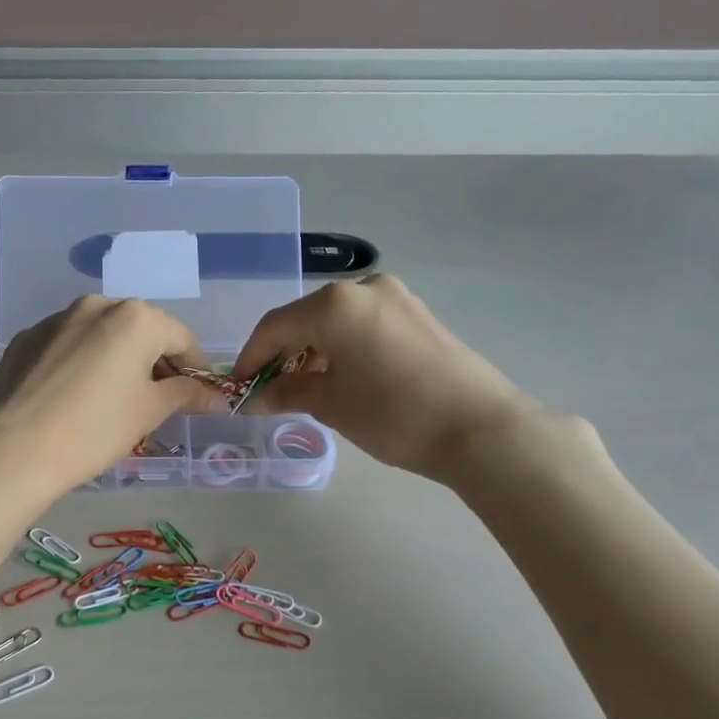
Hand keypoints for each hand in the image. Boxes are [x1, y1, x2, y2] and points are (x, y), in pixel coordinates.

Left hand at [0, 296, 221, 501]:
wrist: (13, 448)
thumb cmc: (94, 429)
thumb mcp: (148, 412)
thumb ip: (185, 395)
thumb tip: (215, 396)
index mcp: (134, 317)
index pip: (181, 337)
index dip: (195, 367)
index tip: (197, 394)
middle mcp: (95, 305)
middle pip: (140, 330)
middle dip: (153, 360)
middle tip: (156, 398)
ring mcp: (55, 320)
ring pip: (100, 335)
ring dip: (115, 358)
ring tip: (112, 397)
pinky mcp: (25, 339)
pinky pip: (67, 346)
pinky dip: (80, 363)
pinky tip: (73, 397)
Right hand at [234, 274, 542, 486]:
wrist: (479, 428)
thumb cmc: (393, 415)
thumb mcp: (331, 405)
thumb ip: (287, 392)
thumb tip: (254, 397)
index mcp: (334, 305)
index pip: (274, 327)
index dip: (250, 357)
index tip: (239, 386)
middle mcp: (363, 289)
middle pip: (305, 318)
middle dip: (283, 353)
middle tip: (270, 389)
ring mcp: (396, 298)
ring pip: (336, 320)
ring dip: (314, 350)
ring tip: (306, 387)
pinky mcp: (418, 314)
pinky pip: (364, 324)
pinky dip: (344, 346)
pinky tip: (343, 376)